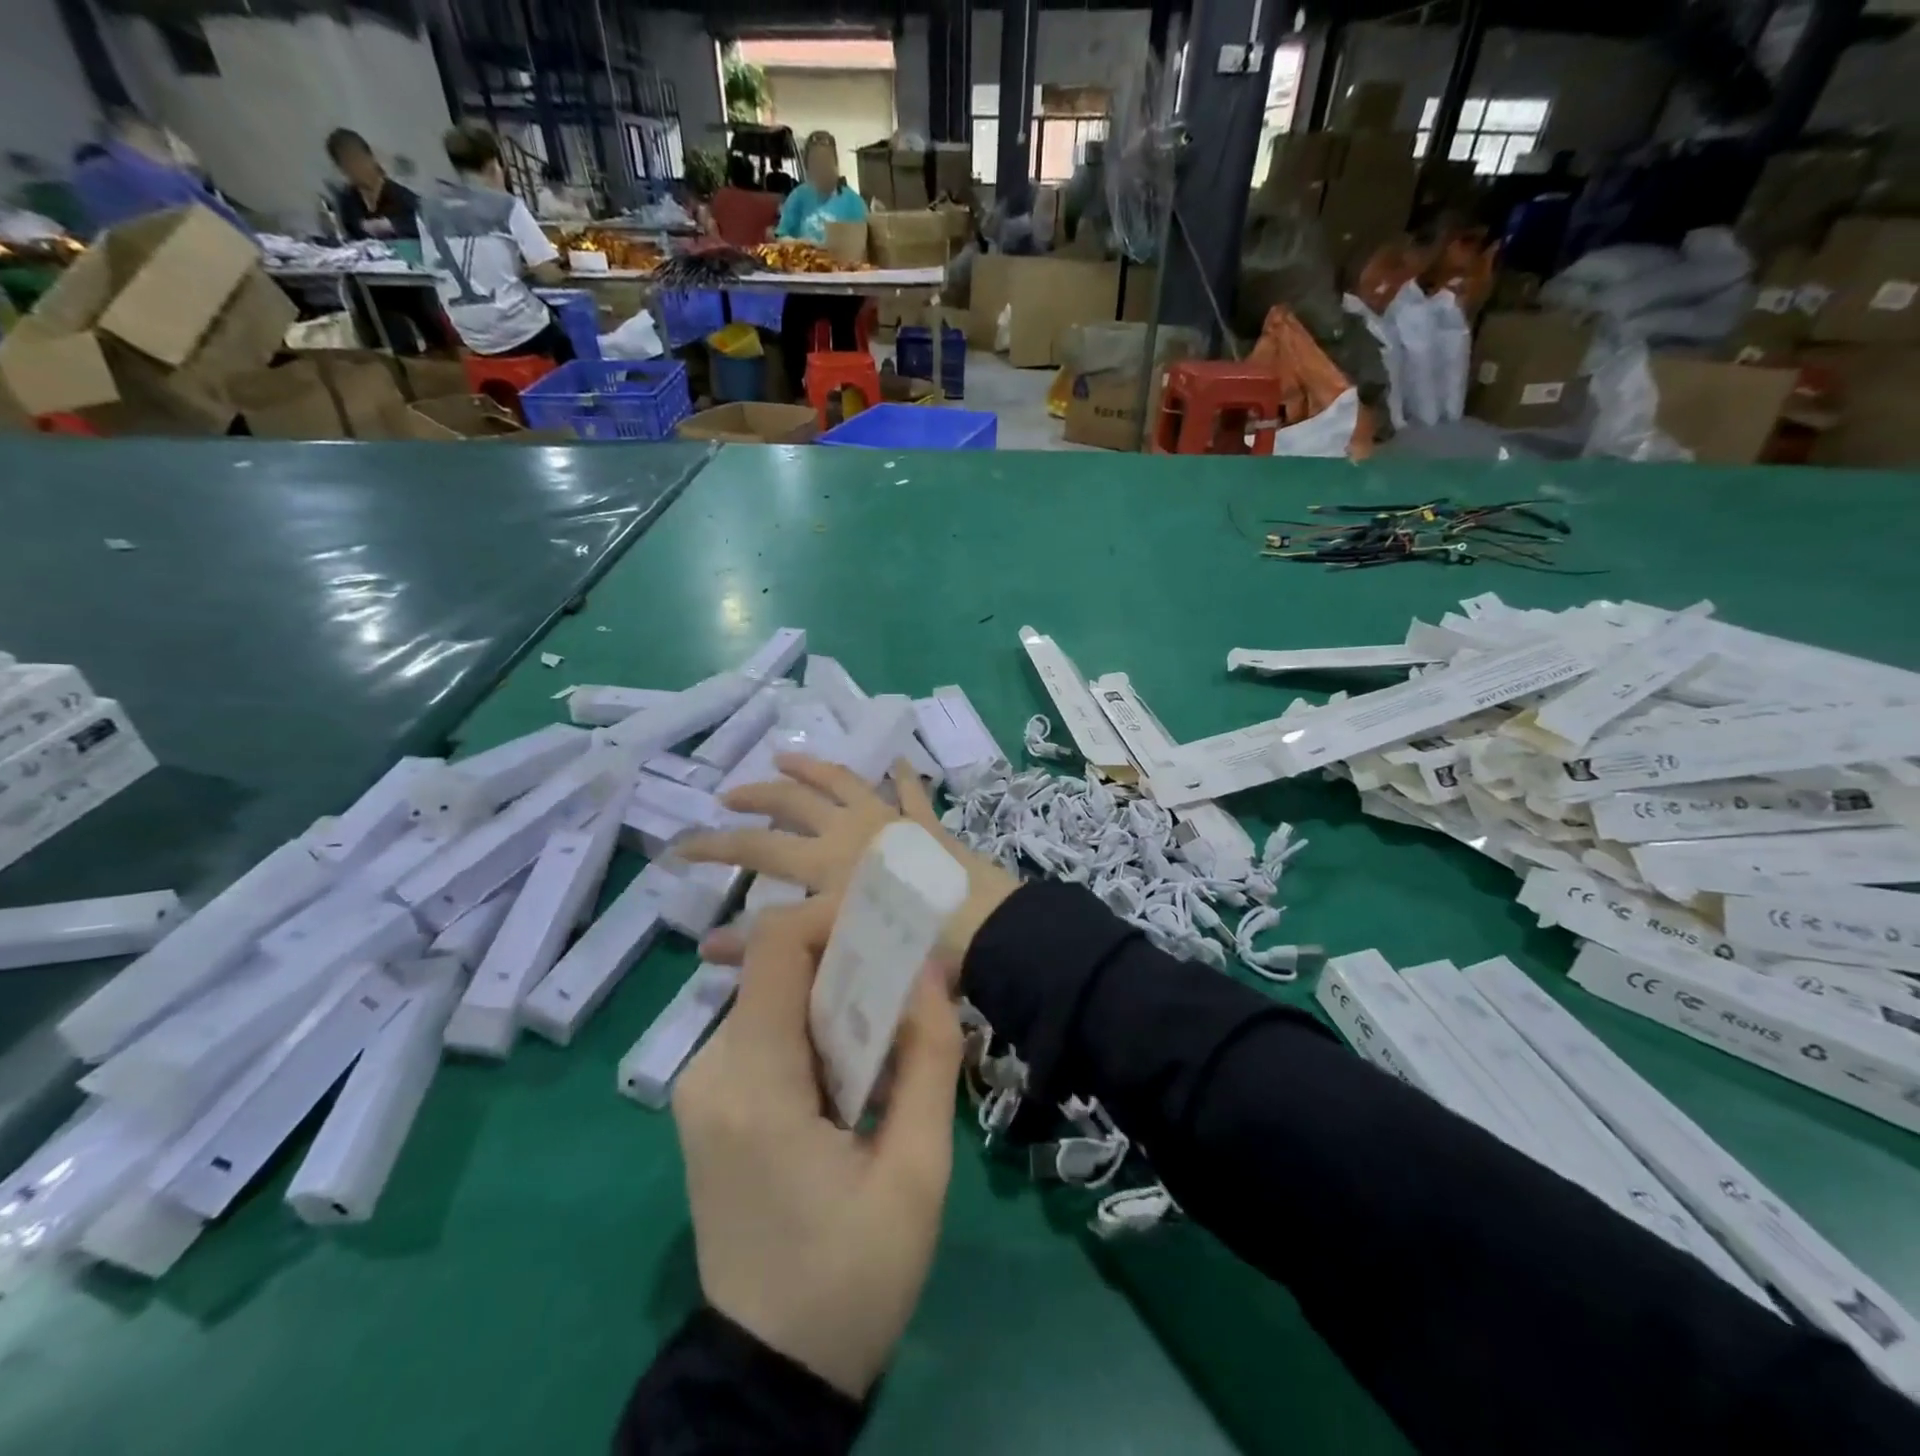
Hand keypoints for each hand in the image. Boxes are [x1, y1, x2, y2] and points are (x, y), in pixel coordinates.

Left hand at [672, 897, 962, 1398]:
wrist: (769, 1379)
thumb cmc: (852, 1280)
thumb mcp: (917, 1172)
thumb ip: (928, 1058)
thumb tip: (931, 968)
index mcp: (754, 1084)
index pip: (775, 946)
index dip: (832, 914)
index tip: (891, 925)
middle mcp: (711, 1070)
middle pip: (778, 970)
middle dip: (848, 963)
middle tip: (909, 991)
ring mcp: (702, 1088)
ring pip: (775, 1000)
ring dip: (835, 1002)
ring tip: (890, 1044)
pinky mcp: (709, 1105)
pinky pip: (766, 1035)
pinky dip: (814, 1033)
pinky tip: (853, 1079)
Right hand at [679, 754, 1018, 971]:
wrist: (977, 926)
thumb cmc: (901, 941)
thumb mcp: (831, 945)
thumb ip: (771, 944)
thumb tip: (707, 948)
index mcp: (823, 860)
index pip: (754, 848)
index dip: (715, 846)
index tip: (680, 847)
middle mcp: (849, 830)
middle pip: (793, 803)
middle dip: (757, 796)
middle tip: (729, 794)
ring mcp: (890, 820)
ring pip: (844, 782)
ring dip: (813, 768)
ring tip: (786, 757)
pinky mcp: (925, 824)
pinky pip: (910, 792)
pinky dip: (903, 777)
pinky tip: (899, 762)